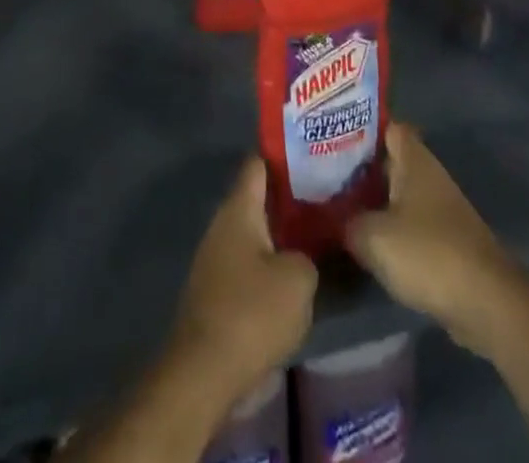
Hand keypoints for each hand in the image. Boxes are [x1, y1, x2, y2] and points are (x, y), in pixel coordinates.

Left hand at [166, 156, 317, 410]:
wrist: (204, 372)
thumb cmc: (251, 313)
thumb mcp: (298, 280)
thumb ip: (308, 255)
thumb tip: (303, 253)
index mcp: (239, 208)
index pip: (259, 164)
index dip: (285, 157)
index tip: (313, 156)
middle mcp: (222, 223)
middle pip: (257, 198)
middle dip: (288, 199)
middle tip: (325, 199)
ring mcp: (215, 257)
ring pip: (253, 232)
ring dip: (280, 234)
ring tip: (315, 237)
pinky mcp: (216, 289)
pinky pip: (247, 262)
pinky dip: (269, 263)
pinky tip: (292, 277)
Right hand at [344, 123, 521, 358]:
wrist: (488, 305)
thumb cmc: (428, 254)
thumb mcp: (372, 236)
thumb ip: (346, 222)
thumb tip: (329, 216)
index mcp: (414, 160)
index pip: (386, 126)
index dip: (360, 127)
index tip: (330, 133)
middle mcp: (429, 176)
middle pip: (389, 161)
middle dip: (359, 166)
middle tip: (322, 170)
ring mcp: (440, 210)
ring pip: (397, 194)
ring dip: (372, 200)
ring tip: (335, 204)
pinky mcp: (446, 242)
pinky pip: (408, 224)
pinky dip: (388, 229)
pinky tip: (364, 240)